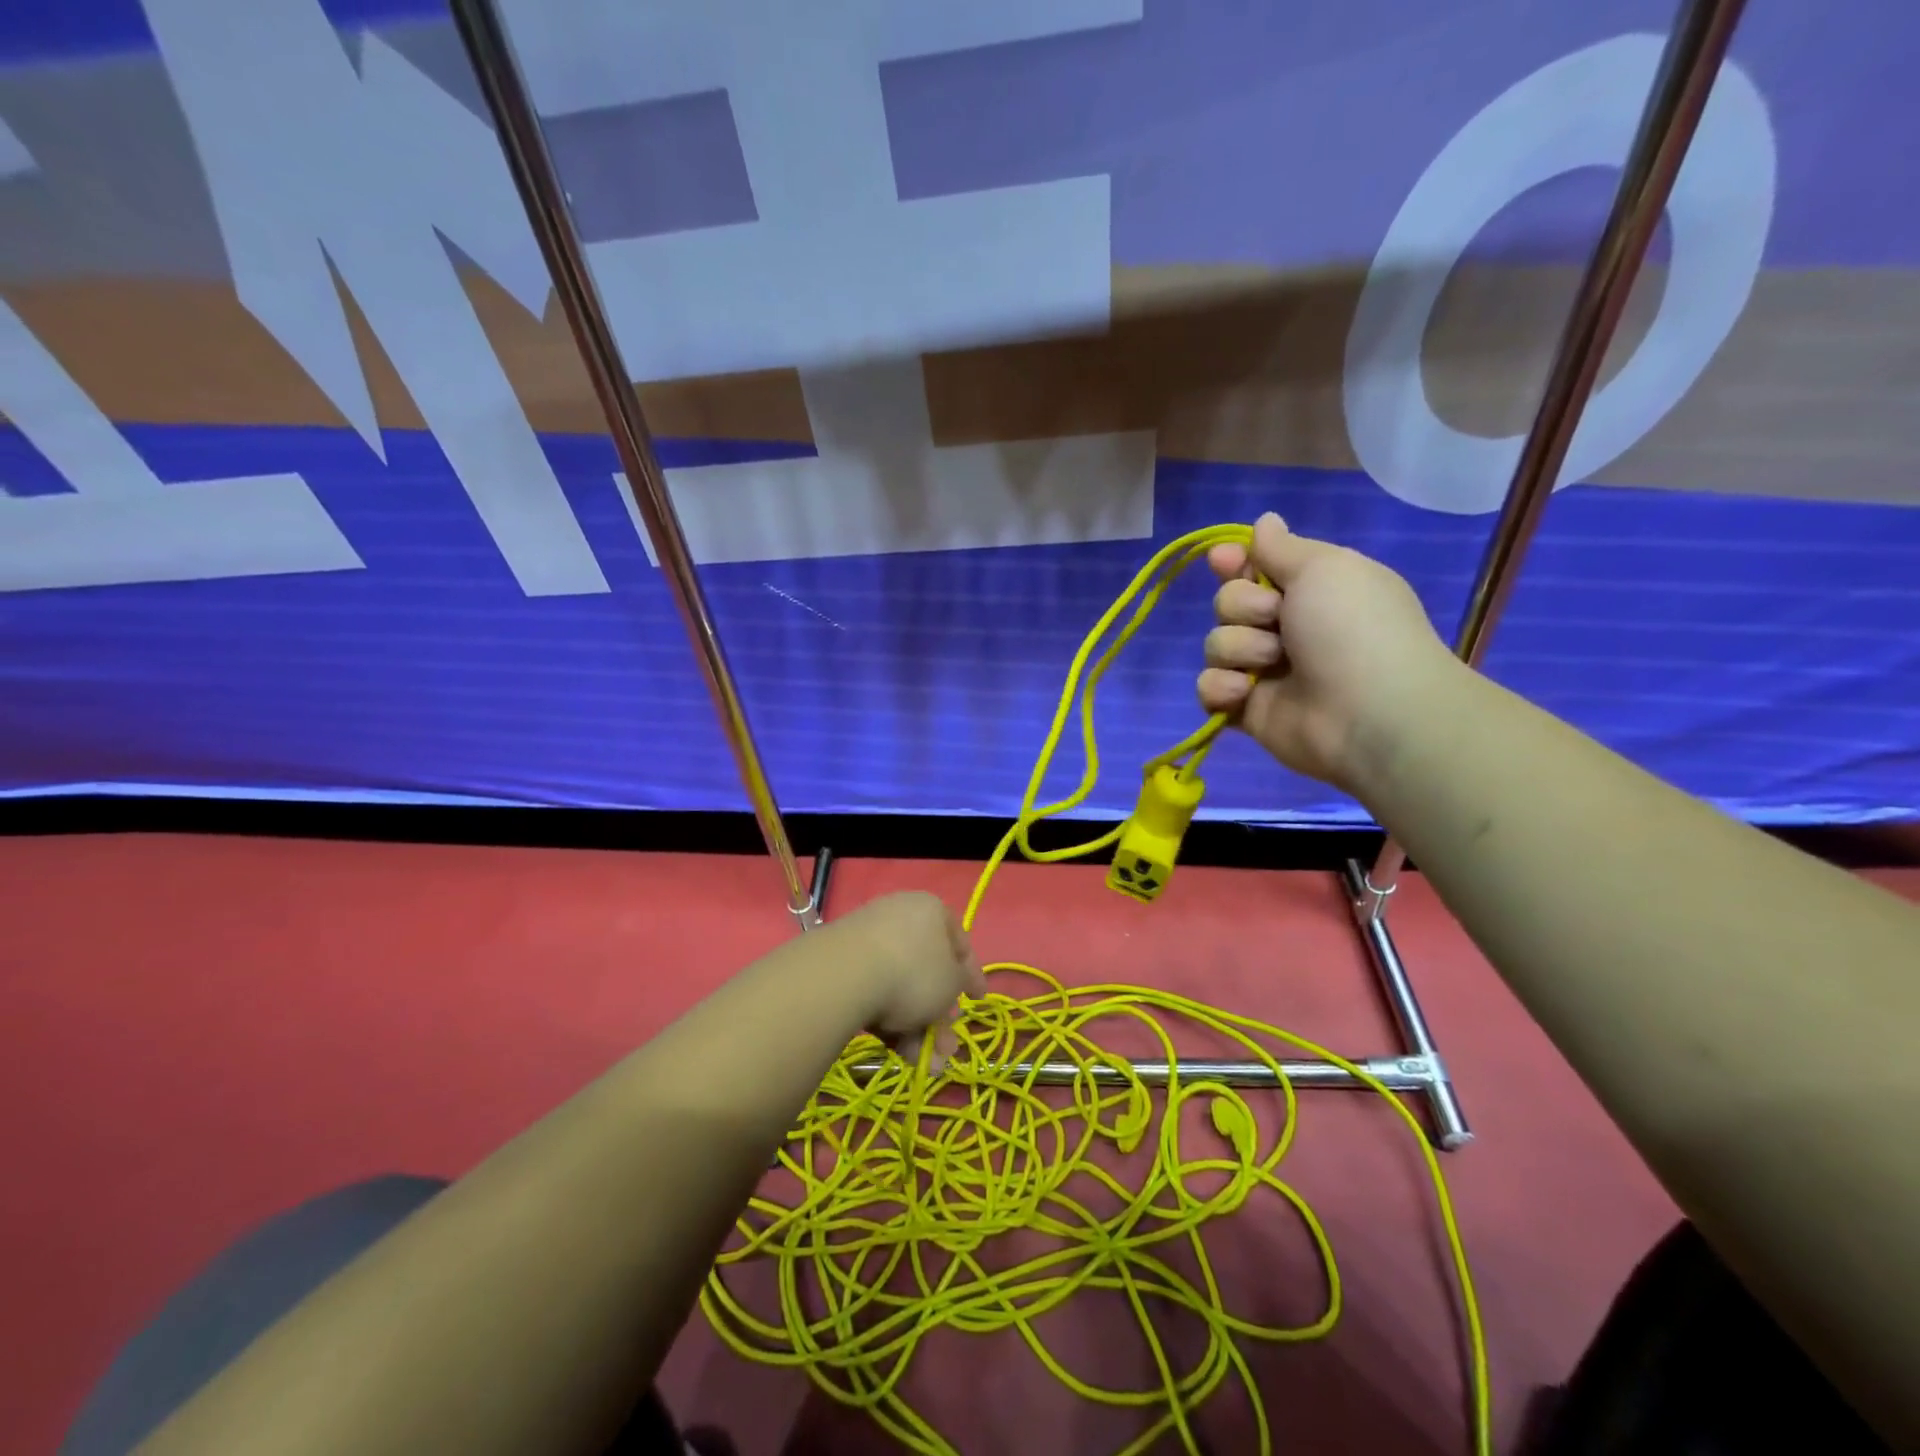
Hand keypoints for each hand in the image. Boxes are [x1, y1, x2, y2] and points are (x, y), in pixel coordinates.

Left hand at [821, 891, 983, 1071]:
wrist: (844, 976)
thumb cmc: (913, 972)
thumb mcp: (952, 982)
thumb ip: (960, 983)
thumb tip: (955, 984)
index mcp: (932, 910)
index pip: (959, 943)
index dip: (972, 975)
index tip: (977, 1001)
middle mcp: (900, 917)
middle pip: (928, 972)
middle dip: (939, 1017)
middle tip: (945, 1049)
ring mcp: (868, 939)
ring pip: (902, 988)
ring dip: (917, 1028)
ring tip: (924, 1065)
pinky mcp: (844, 963)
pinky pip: (876, 992)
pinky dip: (889, 1021)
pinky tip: (896, 1051)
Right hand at [1198, 513, 1459, 793]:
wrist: (1367, 713)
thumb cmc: (1352, 628)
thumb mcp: (1324, 567)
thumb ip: (1282, 547)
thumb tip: (1264, 520)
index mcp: (1312, 590)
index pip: (1256, 568)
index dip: (1235, 562)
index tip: (1222, 560)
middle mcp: (1287, 628)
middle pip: (1228, 603)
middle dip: (1242, 606)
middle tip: (1275, 617)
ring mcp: (1265, 671)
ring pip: (1216, 644)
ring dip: (1239, 648)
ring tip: (1273, 664)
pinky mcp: (1246, 710)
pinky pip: (1209, 688)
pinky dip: (1222, 688)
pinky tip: (1245, 693)